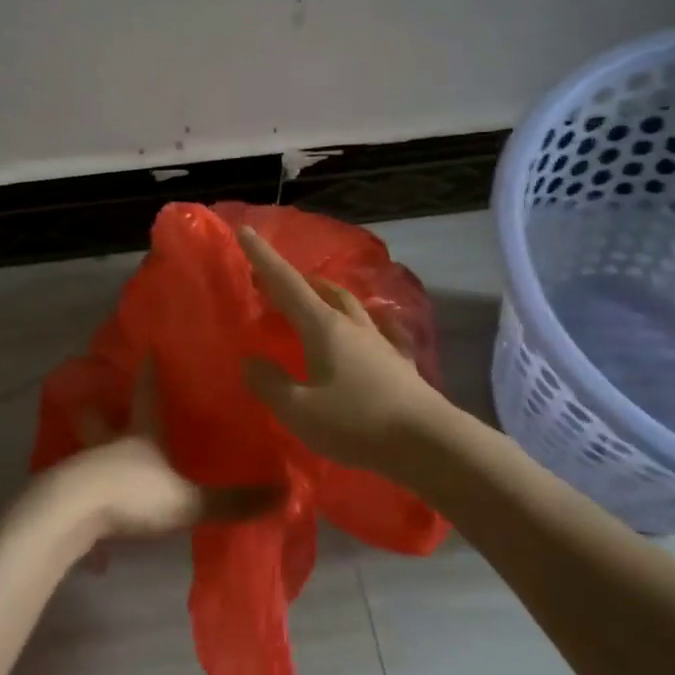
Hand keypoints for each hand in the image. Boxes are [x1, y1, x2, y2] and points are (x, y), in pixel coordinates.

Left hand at [35, 363, 280, 548]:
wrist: (69, 514)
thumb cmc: (132, 494)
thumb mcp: (188, 500)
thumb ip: (233, 500)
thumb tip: (286, 492)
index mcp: (140, 434)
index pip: (147, 395)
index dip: (150, 374)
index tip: (149, 350)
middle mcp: (110, 442)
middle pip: (103, 416)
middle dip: (102, 406)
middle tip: (97, 395)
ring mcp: (84, 466)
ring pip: (88, 447)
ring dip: (93, 444)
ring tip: (100, 449)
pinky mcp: (65, 492)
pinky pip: (78, 482)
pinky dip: (85, 484)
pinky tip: (90, 498)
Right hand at [238, 225, 449, 473]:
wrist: (428, 443)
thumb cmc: (356, 422)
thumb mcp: (299, 410)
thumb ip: (270, 383)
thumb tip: (250, 361)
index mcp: (324, 328)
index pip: (286, 284)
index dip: (264, 258)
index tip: (247, 232)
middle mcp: (352, 325)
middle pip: (320, 290)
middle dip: (293, 280)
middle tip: (270, 281)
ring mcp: (380, 341)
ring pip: (349, 304)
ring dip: (326, 295)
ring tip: (312, 298)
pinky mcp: (399, 362)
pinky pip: (379, 329)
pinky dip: (365, 321)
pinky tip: (372, 325)